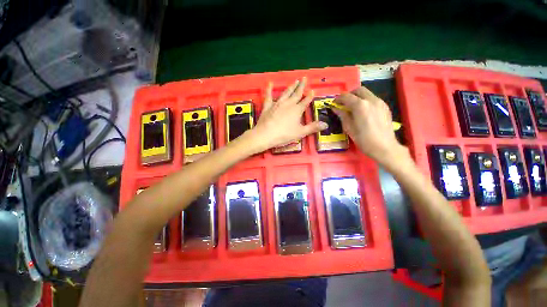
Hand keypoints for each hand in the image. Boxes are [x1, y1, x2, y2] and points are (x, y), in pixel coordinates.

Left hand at [247, 78, 327, 151]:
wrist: (266, 135)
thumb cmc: (284, 135)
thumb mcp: (300, 132)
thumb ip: (313, 127)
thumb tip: (326, 124)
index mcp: (297, 110)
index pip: (305, 101)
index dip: (309, 96)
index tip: (313, 90)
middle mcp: (288, 104)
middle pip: (296, 94)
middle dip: (301, 86)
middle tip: (304, 78)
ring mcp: (277, 104)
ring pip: (286, 93)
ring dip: (291, 87)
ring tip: (295, 80)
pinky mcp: (268, 106)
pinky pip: (268, 96)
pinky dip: (269, 89)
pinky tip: (270, 83)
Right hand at [332, 86, 408, 166]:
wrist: (384, 147)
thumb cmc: (363, 140)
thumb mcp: (349, 128)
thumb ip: (342, 115)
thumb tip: (335, 109)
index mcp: (360, 105)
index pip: (346, 96)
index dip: (338, 99)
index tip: (334, 103)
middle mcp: (371, 100)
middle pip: (359, 90)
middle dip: (349, 94)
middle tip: (343, 103)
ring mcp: (380, 102)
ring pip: (367, 94)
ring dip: (358, 97)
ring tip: (352, 107)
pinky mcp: (385, 107)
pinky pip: (373, 99)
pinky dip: (366, 101)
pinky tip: (363, 112)